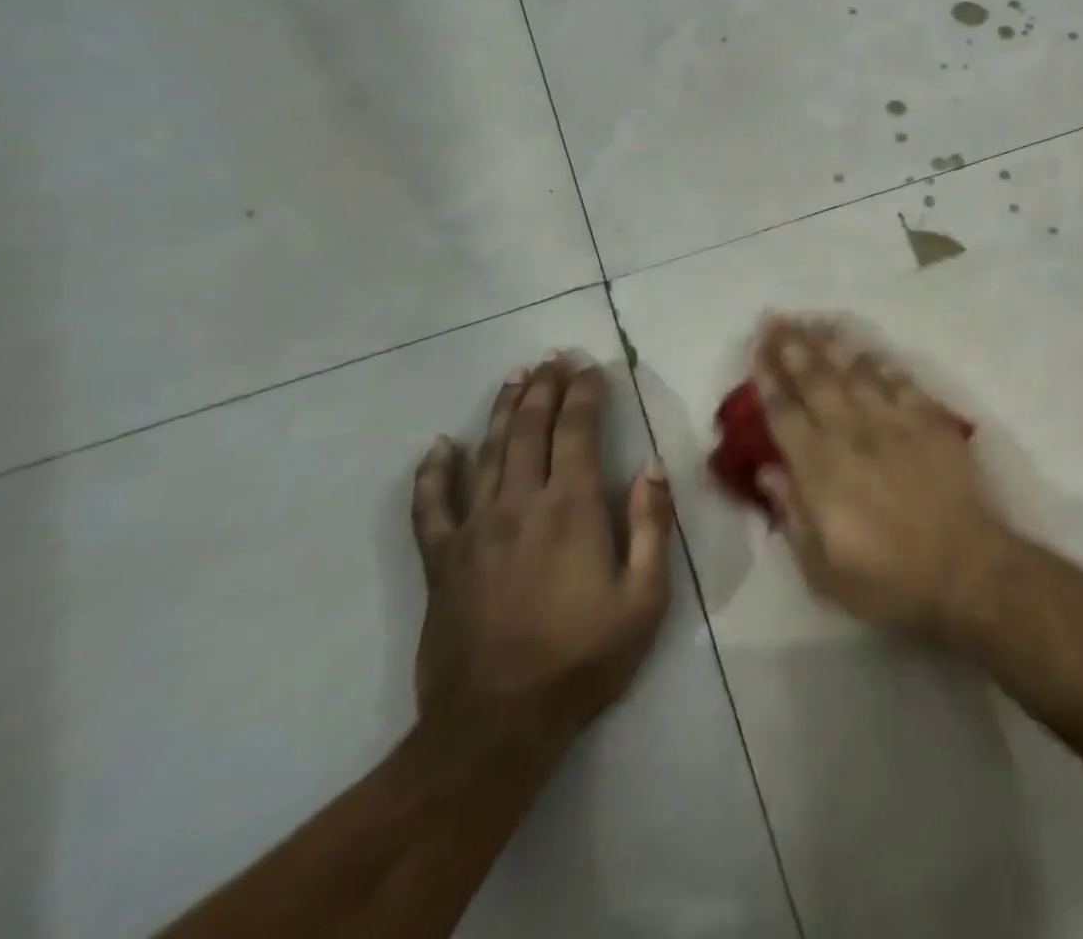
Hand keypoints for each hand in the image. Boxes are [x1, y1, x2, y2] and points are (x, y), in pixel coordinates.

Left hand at [410, 355, 672, 747]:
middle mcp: (520, 505)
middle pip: (530, 430)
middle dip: (545, 388)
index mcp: (571, 508)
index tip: (592, 366)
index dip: (586, 393)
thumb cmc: (583, 658)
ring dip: (502, 411)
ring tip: (515, 377)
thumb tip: (652, 467)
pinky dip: (432, 473)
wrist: (495, 726)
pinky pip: (431, 507)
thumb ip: (652, 526)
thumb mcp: (644, 597)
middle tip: (554, 357)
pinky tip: (438, 447)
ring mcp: (474, 531)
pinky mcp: (441, 562)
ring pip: (487, 454)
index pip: (579, 431)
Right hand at [750, 316, 1012, 638]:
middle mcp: (853, 434)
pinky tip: (868, 349)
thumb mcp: (822, 569)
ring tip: (813, 320)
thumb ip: (792, 513)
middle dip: (792, 346)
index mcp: (821, 470)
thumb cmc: (887, 579)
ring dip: (831, 344)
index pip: (785, 414)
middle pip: (817, 380)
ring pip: (856, 372)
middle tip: (775, 318)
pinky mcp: (929, 421)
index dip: (768, 378)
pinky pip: (900, 382)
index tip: (756, 348)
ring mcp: (894, 423)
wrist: (964, 568)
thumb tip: (768, 470)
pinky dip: (881, 363)